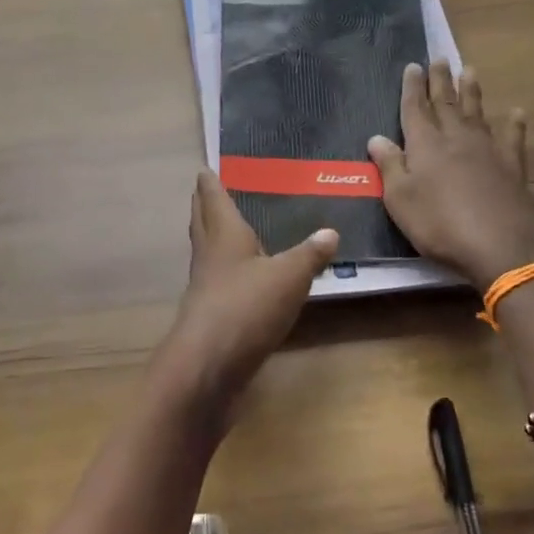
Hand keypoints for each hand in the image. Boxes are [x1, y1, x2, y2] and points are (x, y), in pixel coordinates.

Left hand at [157, 169, 338, 417]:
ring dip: (213, 239)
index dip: (210, 184)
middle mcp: (210, 257)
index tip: (204, 169)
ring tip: (229, 231)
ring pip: (208, 254)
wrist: (209, 364)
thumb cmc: (246, 307)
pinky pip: (219, 284)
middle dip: (205, 207)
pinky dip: (228, 273)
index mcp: (224, 237)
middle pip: (203, 224)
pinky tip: (243, 280)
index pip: (214, 200)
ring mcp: (205, 289)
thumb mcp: (289, 277)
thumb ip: (310, 254)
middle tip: (207, 192)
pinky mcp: (210, 317)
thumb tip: (330, 232)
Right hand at [368, 63, 533, 288]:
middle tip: (439, 58)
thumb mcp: (400, 199)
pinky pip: (512, 138)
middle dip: (440, 81)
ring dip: (471, 92)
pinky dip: (514, 124)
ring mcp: (487, 150)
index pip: (415, 109)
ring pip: (477, 112)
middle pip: (446, 103)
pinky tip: (516, 112)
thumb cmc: (439, 224)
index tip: (413, 66)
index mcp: (425, 145)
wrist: (498, 245)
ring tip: (469, 70)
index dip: (412, 88)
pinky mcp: (512, 166)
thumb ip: (389, 166)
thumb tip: (376, 137)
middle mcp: (456, 138)